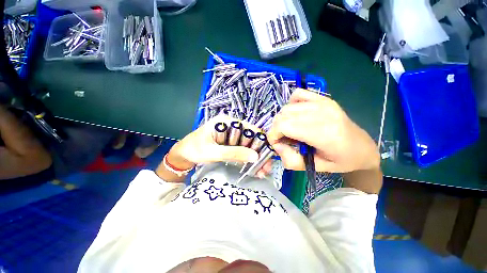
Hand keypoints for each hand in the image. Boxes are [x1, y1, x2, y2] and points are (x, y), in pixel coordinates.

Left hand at [166, 115, 260, 169]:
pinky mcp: (230, 143)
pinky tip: (253, 168)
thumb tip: (255, 156)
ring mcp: (231, 135)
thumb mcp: (213, 152)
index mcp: (226, 122)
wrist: (183, 155)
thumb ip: (233, 153)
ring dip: (255, 157)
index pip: (249, 128)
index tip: (267, 154)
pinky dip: (248, 158)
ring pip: (248, 144)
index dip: (259, 140)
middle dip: (259, 152)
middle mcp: (231, 126)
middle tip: (266, 167)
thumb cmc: (194, 150)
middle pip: (250, 137)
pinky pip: (242, 149)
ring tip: (262, 170)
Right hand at [267, 89, 379, 172]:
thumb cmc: (340, 161)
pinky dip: (291, 105)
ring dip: (282, 120)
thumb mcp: (314, 167)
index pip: (284, 126)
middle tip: (283, 139)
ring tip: (290, 129)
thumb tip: (277, 145)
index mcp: (322, 133)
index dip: (273, 135)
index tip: (277, 144)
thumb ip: (291, 160)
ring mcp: (323, 103)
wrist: (363, 148)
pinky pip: (297, 95)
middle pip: (283, 116)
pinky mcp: (323, 98)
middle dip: (276, 129)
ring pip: (287, 107)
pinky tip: (296, 115)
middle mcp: (322, 113)